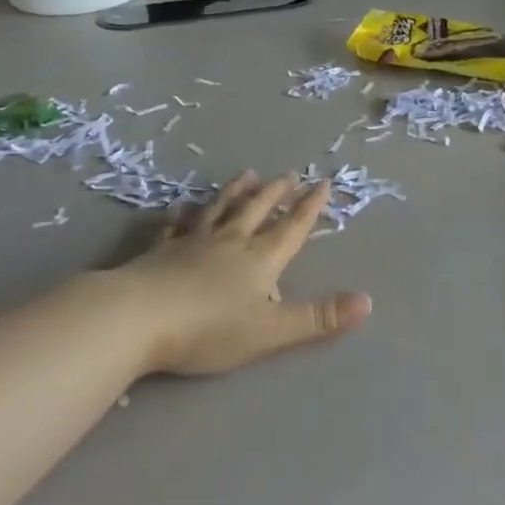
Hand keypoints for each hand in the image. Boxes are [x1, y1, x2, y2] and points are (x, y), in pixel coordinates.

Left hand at [98, 173, 370, 375]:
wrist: (136, 317)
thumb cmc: (209, 328)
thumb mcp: (271, 330)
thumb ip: (318, 318)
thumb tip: (368, 301)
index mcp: (259, 259)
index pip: (292, 227)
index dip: (310, 207)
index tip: (323, 183)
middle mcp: (229, 242)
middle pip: (258, 210)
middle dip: (276, 193)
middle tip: (288, 174)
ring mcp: (192, 243)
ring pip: (220, 210)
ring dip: (236, 192)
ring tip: (247, 174)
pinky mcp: (160, 252)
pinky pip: (176, 227)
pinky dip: (182, 216)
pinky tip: (181, 209)